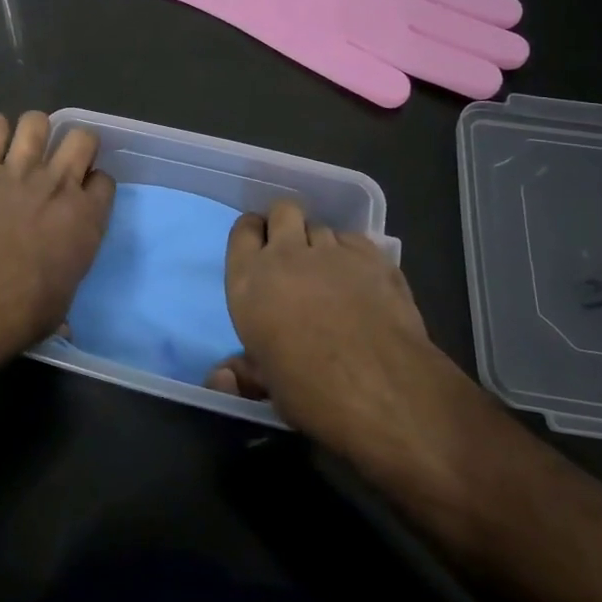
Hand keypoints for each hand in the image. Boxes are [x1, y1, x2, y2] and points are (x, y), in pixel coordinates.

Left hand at [0, 112, 114, 359]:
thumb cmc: (22, 310)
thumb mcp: (56, 311)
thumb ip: (62, 304)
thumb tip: (64, 326)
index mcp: (86, 219)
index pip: (105, 181)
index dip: (94, 182)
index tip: (83, 191)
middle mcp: (59, 184)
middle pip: (81, 138)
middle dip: (74, 143)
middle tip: (59, 160)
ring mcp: (19, 168)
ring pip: (37, 122)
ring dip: (32, 130)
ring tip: (22, 145)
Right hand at [209, 200, 480, 494]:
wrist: (380, 389)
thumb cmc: (310, 391)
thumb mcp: (266, 385)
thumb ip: (244, 371)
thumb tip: (221, 376)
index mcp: (249, 280)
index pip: (243, 230)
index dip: (253, 234)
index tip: (260, 248)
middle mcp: (286, 254)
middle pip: (283, 210)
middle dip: (287, 223)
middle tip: (294, 253)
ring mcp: (332, 251)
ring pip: (321, 226)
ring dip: (321, 244)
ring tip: (330, 272)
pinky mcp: (372, 256)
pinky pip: (354, 240)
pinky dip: (353, 253)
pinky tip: (360, 278)